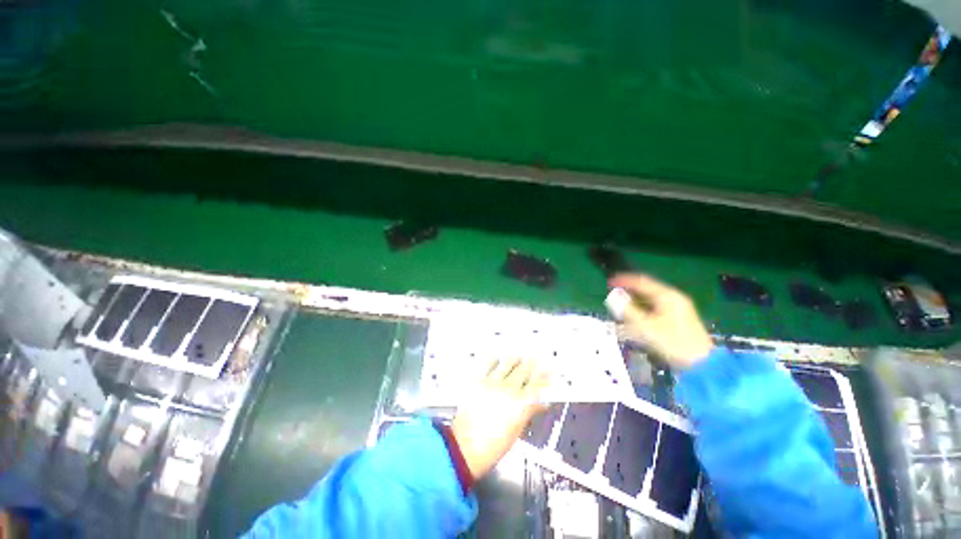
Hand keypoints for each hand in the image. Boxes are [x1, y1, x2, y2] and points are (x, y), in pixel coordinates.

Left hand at [451, 358, 547, 479]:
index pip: (537, 385)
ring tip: (518, 355)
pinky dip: (494, 360)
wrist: (465, 447)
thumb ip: (529, 412)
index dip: (543, 377)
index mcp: (520, 404)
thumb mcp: (517, 430)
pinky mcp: (478, 381)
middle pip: (523, 371)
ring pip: (507, 364)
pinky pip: (488, 365)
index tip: (547, 371)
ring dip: (515, 359)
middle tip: (534, 359)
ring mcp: (492, 383)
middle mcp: (508, 390)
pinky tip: (497, 357)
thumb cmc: (494, 445)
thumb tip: (541, 404)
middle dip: (530, 364)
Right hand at [607, 274, 713, 369]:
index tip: (609, 283)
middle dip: (629, 292)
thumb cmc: (673, 343)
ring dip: (634, 303)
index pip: (642, 281)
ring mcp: (677, 309)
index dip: (624, 280)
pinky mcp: (678, 320)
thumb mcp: (646, 326)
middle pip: (646, 290)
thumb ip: (627, 310)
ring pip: (650, 300)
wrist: (702, 365)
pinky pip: (655, 309)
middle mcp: (673, 298)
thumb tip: (613, 297)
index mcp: (667, 296)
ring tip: (620, 308)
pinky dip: (642, 311)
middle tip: (613, 296)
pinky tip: (634, 319)